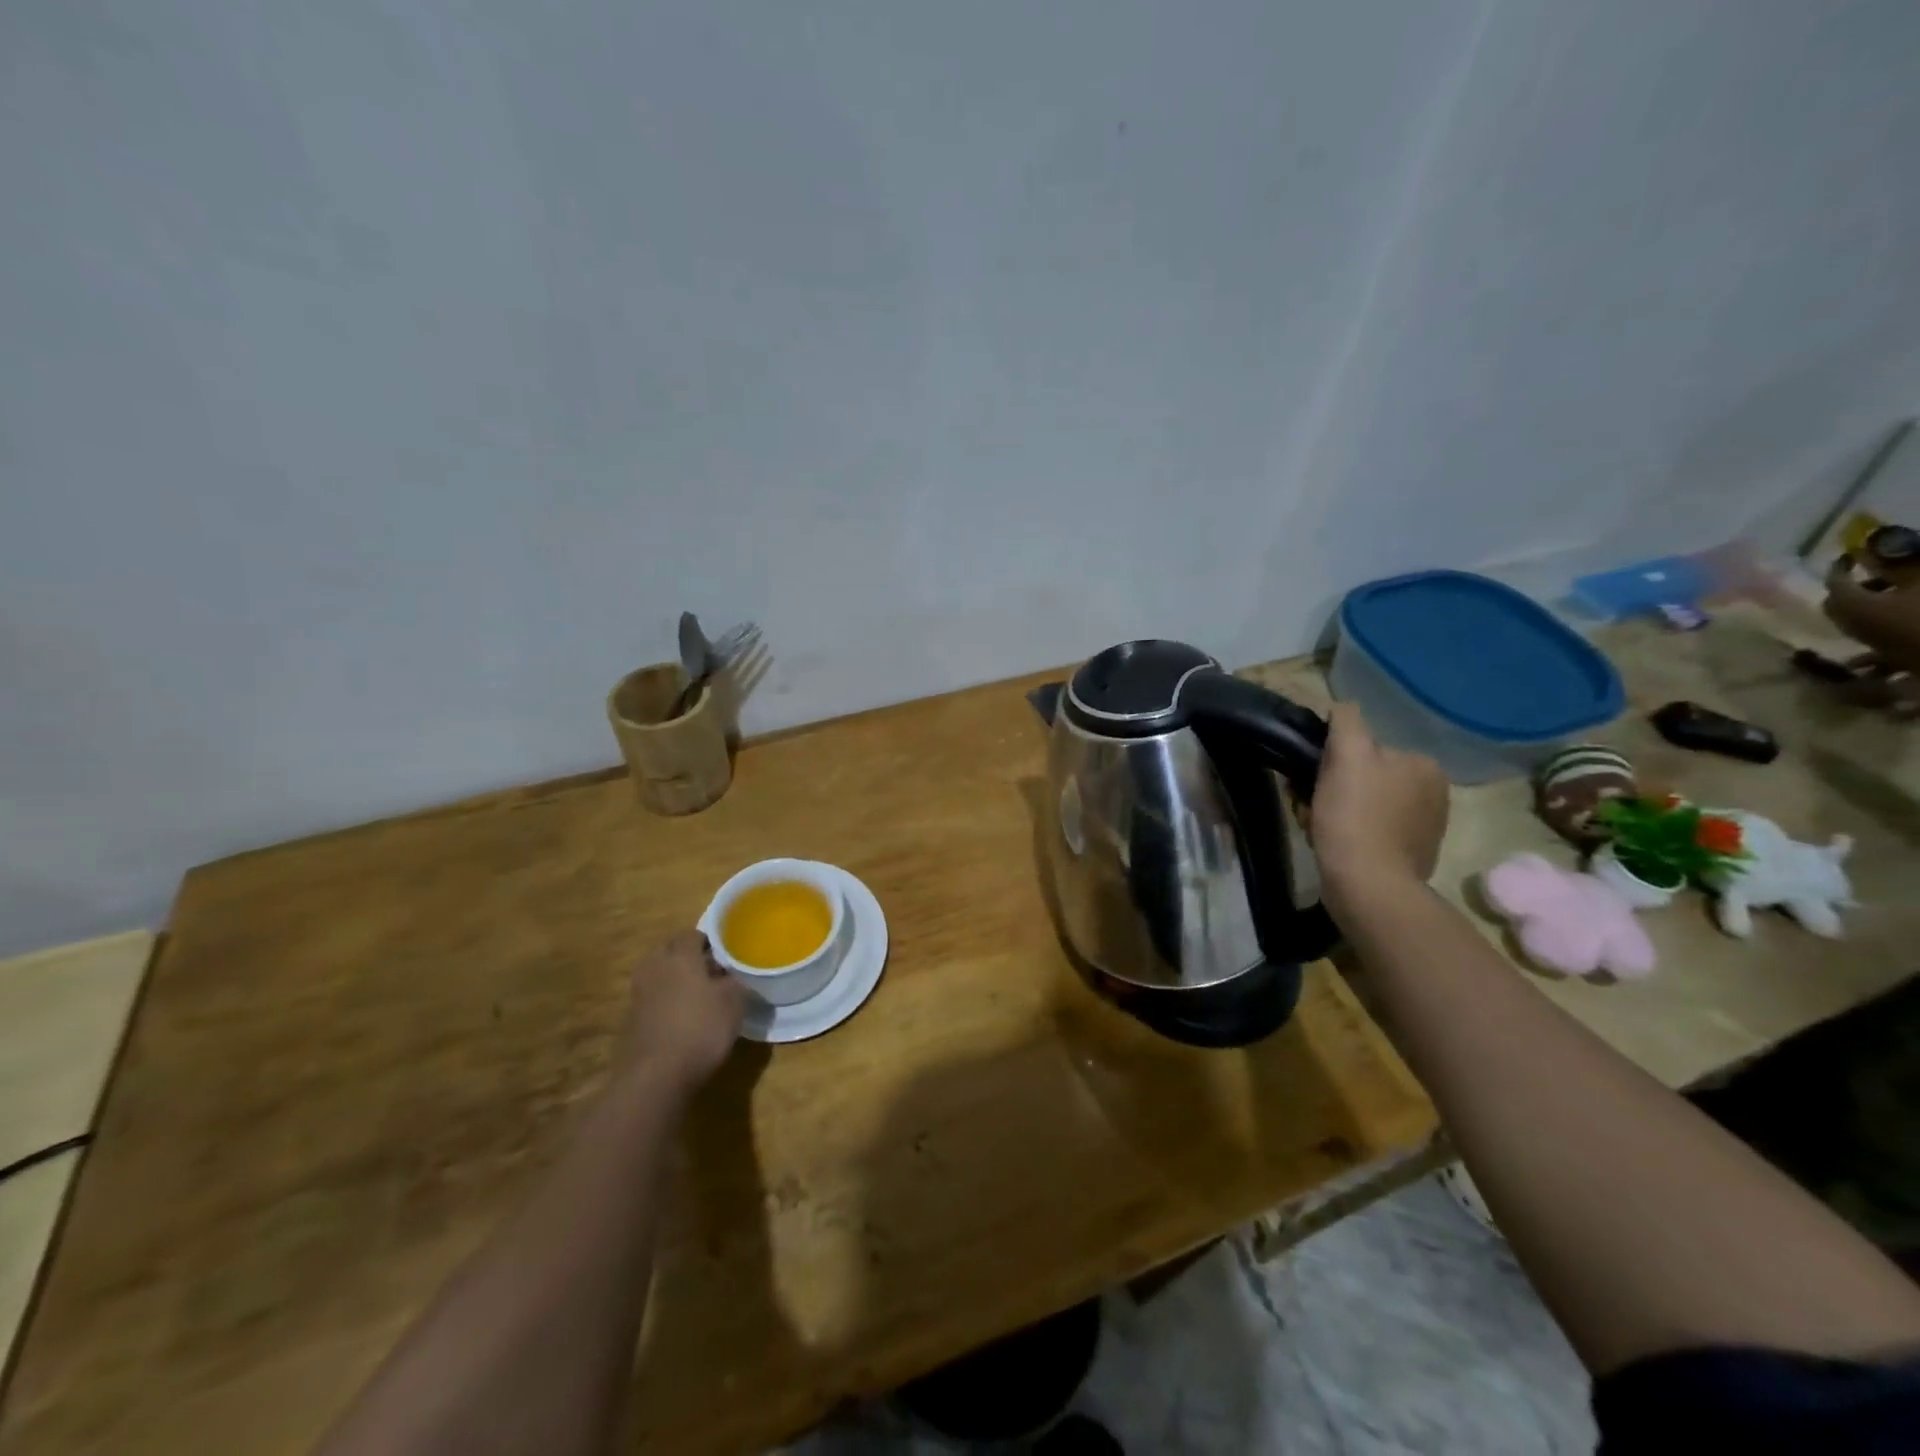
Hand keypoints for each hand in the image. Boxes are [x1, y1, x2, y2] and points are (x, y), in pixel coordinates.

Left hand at [616, 930, 746, 1092]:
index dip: (710, 941)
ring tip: (700, 997)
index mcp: (679, 955)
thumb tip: (733, 977)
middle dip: (689, 958)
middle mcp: (655, 968)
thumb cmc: (700, 1028)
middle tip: (712, 972)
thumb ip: (736, 982)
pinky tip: (684, 1020)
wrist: (655, 1077)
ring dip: (676, 981)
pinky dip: (667, 1004)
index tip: (726, 955)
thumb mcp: (734, 1002)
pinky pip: (653, 1000)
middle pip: (671, 952)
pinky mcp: (632, 1021)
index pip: (692, 934)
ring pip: (660, 976)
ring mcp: (639, 995)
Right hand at [1310, 702, 1448, 898]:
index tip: (1312, 779)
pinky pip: (1369, 831)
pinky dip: (1348, 834)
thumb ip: (1347, 722)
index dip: (1332, 762)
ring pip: (1363, 805)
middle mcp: (1433, 794)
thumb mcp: (1348, 756)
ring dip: (1336, 811)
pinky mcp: (1409, 856)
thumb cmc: (1355, 817)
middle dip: (1333, 788)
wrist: (1368, 886)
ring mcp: (1424, 828)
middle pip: (1364, 778)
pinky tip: (1333, 844)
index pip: (1366, 750)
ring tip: (1316, 826)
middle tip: (1310, 805)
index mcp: (1424, 766)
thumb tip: (1342, 706)